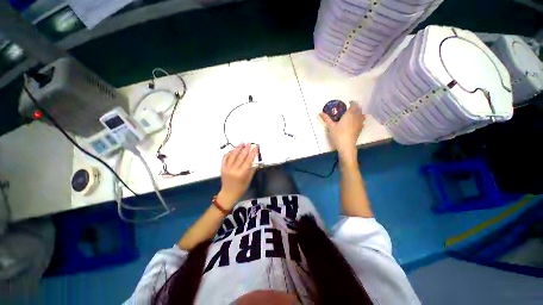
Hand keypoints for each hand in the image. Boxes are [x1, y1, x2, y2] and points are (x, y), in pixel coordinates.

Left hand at [217, 143, 258, 209]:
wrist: (228, 194)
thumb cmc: (241, 188)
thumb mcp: (248, 179)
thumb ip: (251, 169)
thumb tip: (254, 160)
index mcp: (241, 174)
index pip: (248, 161)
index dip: (253, 153)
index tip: (255, 147)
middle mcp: (233, 170)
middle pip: (240, 156)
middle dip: (245, 149)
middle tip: (249, 143)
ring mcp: (226, 168)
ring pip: (232, 155)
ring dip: (237, 148)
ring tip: (242, 143)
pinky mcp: (222, 168)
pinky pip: (225, 158)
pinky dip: (229, 152)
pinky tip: (233, 149)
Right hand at [320, 103, 365, 163]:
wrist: (346, 145)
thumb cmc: (338, 134)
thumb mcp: (330, 126)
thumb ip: (326, 118)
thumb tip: (320, 112)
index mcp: (350, 114)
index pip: (354, 105)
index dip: (352, 103)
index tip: (348, 103)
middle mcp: (357, 117)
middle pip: (359, 109)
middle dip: (355, 107)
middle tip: (348, 109)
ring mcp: (360, 123)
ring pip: (362, 115)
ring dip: (358, 113)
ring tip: (352, 115)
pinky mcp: (360, 129)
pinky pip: (362, 121)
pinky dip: (359, 120)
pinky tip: (354, 123)